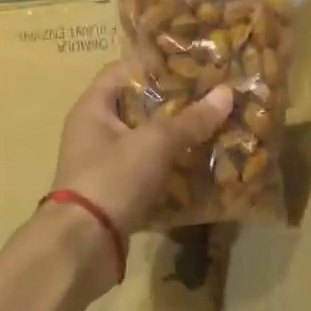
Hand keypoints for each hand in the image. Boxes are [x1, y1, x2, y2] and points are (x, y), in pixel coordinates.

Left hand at [49, 59, 233, 241]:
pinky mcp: (119, 192)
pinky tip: (205, 166)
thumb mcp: (154, 143)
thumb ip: (191, 119)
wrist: (83, 247)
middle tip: (215, 96)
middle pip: (141, 106)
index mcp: (94, 108)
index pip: (124, 70)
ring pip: (149, 141)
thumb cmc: (112, 180)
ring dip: (180, 137)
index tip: (195, 62)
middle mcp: (96, 131)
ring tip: (218, 127)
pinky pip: (152, 171)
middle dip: (177, 103)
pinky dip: (174, 168)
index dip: (158, 64)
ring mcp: (107, 164)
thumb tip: (227, 93)